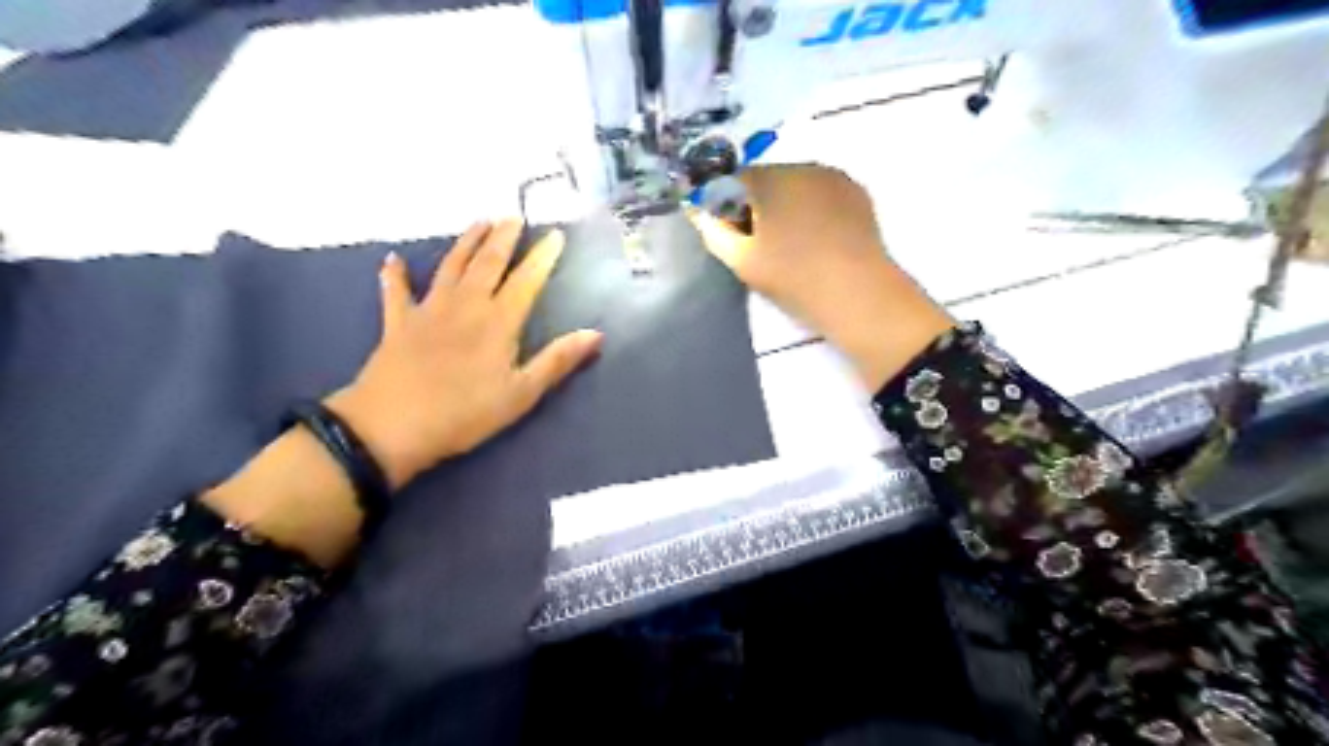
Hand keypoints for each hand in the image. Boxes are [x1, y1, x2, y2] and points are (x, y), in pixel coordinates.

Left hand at [326, 217, 602, 487]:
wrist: (391, 427)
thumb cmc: (464, 414)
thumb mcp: (521, 394)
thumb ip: (557, 361)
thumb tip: (596, 334)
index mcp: (498, 322)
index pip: (526, 281)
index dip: (543, 257)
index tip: (556, 235)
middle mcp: (465, 306)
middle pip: (487, 263)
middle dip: (504, 238)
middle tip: (514, 216)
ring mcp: (428, 311)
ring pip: (450, 267)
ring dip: (466, 242)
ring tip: (479, 221)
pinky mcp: (398, 324)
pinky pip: (396, 292)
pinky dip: (394, 275)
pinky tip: (392, 259)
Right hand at [685, 163, 955, 389]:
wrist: (856, 293)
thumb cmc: (792, 278)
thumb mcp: (741, 260)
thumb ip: (713, 231)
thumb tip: (697, 211)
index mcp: (768, 180)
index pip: (731, 181)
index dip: (723, 204)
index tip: (727, 231)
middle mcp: (799, 166)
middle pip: (765, 178)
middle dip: (755, 201)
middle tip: (756, 238)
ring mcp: (832, 176)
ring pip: (795, 182)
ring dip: (784, 201)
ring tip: (788, 238)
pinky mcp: (855, 191)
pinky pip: (821, 191)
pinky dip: (811, 205)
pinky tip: (815, 234)